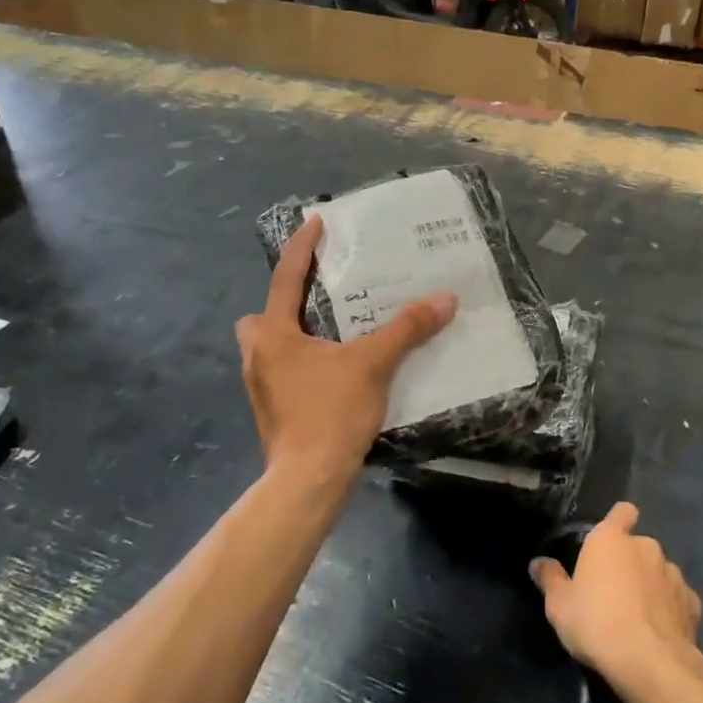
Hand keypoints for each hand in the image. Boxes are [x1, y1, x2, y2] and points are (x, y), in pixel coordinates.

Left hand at [237, 215, 455, 477]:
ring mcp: (260, 387)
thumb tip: (444, 299)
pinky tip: (334, 373)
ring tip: (334, 336)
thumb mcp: (373, 365)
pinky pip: (283, 372)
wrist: (308, 480)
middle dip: (284, 305)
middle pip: (262, 316)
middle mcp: (258, 355)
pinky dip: (303, 364)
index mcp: (273, 335)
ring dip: (294, 337)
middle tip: (319, 301)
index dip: (302, 247)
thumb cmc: (331, 413)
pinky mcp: (272, 411)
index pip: (286, 278)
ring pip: (271, 347)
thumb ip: (407, 330)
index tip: (315, 222)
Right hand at [529, 503, 702, 686]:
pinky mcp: (692, 602)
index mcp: (611, 539)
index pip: (622, 511)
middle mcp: (646, 547)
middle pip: (638, 546)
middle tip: (613, 591)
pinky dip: (669, 609)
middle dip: (630, 562)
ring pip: (659, 571)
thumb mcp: (559, 606)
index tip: (610, 539)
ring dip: (650, 585)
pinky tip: (659, 631)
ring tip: (637, 615)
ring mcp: (673, 574)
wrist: (650, 662)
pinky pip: (677, 598)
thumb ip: (550, 579)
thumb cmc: (596, 623)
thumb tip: (538, 563)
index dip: (618, 521)